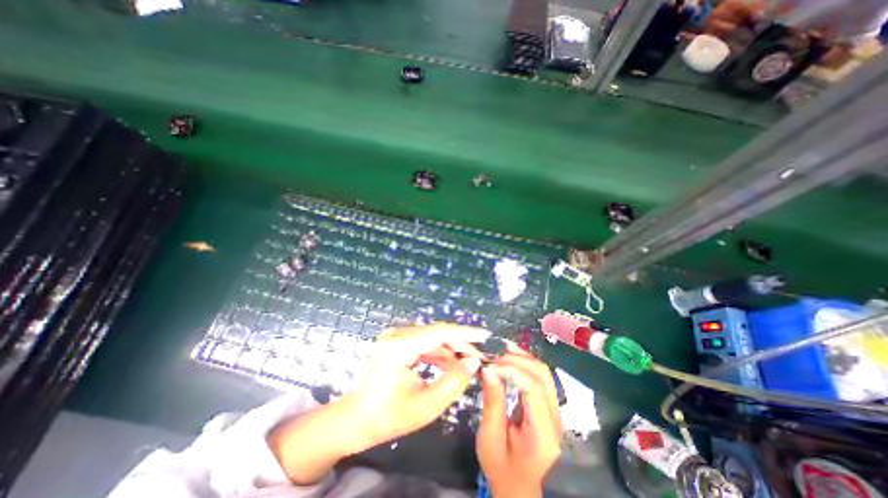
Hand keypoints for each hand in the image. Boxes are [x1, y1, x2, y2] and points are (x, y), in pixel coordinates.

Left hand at [349, 324, 488, 450]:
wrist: (357, 419)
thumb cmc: (388, 417)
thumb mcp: (426, 406)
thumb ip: (453, 383)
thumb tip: (473, 362)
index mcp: (399, 347)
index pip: (439, 332)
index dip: (465, 333)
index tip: (485, 335)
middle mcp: (397, 334)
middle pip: (437, 332)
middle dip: (460, 343)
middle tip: (479, 357)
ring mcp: (396, 335)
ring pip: (433, 336)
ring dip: (451, 349)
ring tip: (467, 364)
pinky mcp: (397, 341)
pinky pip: (424, 342)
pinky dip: (439, 352)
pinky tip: (451, 364)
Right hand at [480, 347, 559, 497]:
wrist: (517, 486)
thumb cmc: (501, 467)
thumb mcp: (490, 437)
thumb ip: (492, 402)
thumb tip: (489, 369)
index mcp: (543, 432)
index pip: (533, 388)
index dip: (511, 370)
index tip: (489, 367)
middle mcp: (555, 418)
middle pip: (542, 375)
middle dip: (517, 360)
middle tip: (493, 358)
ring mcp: (555, 411)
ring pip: (544, 373)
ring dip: (523, 358)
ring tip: (501, 352)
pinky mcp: (549, 406)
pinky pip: (540, 378)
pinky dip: (525, 364)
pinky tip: (511, 358)